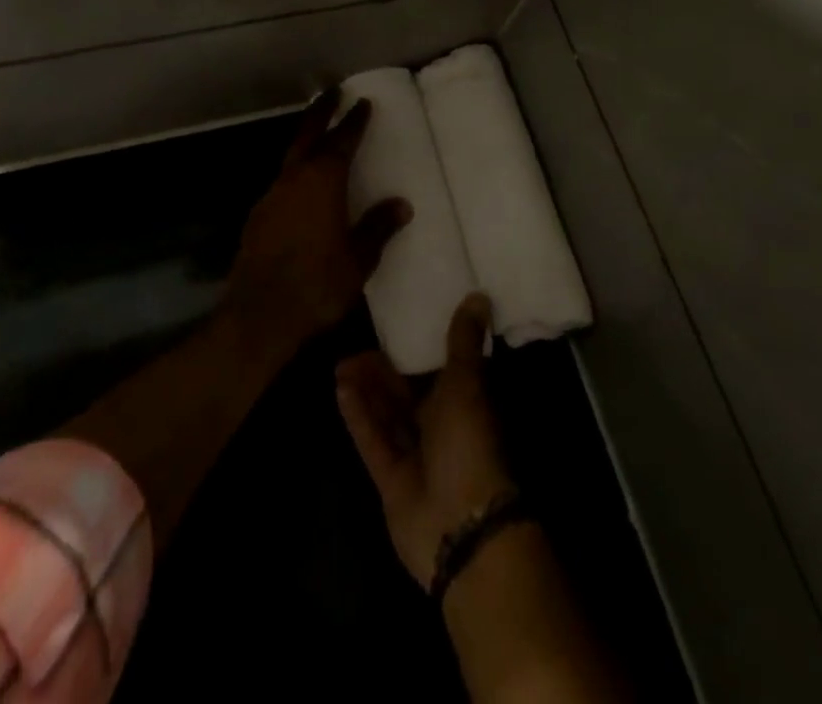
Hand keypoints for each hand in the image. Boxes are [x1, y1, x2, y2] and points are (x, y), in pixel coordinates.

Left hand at [224, 89, 411, 355]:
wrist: (259, 314)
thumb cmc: (317, 284)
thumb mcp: (358, 259)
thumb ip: (378, 228)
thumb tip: (401, 205)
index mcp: (322, 182)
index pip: (341, 141)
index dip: (353, 121)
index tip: (362, 103)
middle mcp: (294, 180)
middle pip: (307, 135)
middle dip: (321, 111)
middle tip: (332, 91)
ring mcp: (271, 197)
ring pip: (291, 157)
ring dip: (306, 141)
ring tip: (320, 135)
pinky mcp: (258, 217)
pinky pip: (282, 182)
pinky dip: (296, 172)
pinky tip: (302, 187)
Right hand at [336, 293, 514, 588]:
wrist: (461, 526)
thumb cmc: (469, 444)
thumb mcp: (467, 384)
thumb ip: (464, 342)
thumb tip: (480, 295)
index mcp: (462, 404)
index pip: (437, 371)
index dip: (415, 352)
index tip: (392, 328)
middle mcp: (439, 428)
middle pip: (405, 394)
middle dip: (381, 371)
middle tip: (354, 349)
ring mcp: (414, 456)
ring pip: (386, 415)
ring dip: (366, 390)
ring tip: (341, 364)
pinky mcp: (390, 479)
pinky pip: (372, 440)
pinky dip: (359, 416)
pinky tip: (341, 389)